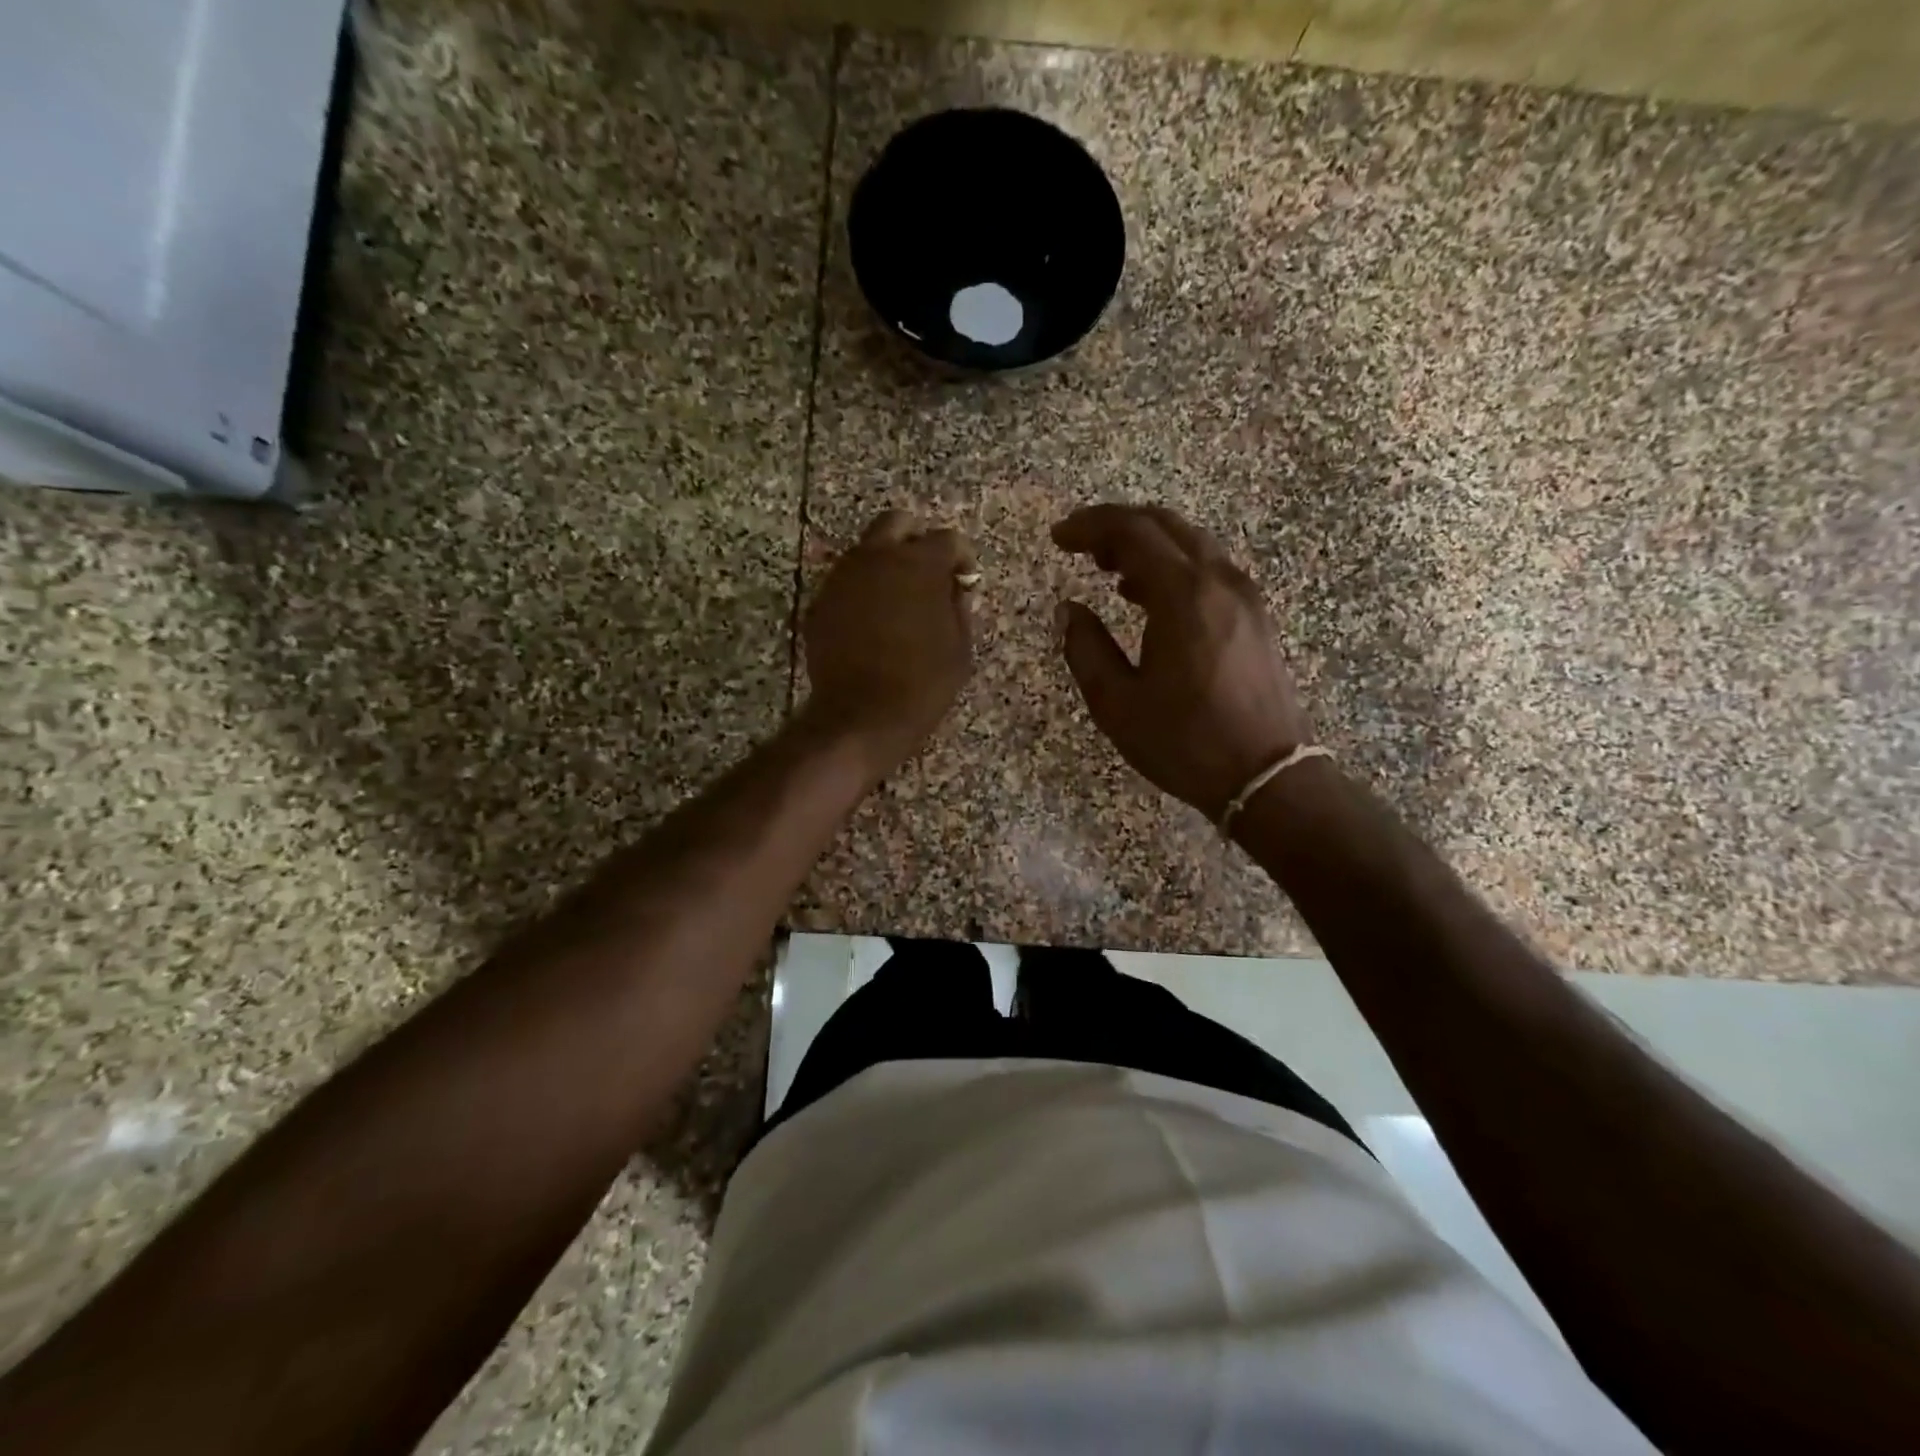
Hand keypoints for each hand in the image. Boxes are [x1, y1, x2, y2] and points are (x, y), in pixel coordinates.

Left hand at [803, 510, 976, 769]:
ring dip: (885, 564)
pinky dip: (862, 591)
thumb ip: (958, 607)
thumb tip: (953, 587)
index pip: (947, 539)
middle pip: (897, 523)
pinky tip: (872, 622)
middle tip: (927, 572)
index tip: (964, 578)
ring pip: (866, 551)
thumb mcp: (960, 648)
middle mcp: (877, 558)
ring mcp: (843, 577)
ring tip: (899, 599)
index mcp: (919, 565)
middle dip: (916, 540)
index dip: (960, 557)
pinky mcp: (821, 602)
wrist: (862, 716)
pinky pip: (846, 582)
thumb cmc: (923, 684)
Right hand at [1052, 503, 1313, 818]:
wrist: (1267, 776)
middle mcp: (1219, 581)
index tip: (1058, 537)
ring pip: (1191, 543)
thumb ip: (1086, 649)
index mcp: (1183, 596)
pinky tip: (1150, 595)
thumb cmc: (1185, 742)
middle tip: (1081, 547)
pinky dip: (1173, 565)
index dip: (1090, 526)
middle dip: (1118, 526)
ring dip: (1147, 544)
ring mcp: (1244, 596)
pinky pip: (1209, 568)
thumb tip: (1069, 610)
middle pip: (1165, 526)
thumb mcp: (1117, 704)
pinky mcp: (1255, 616)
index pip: (1132, 532)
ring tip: (1109, 570)